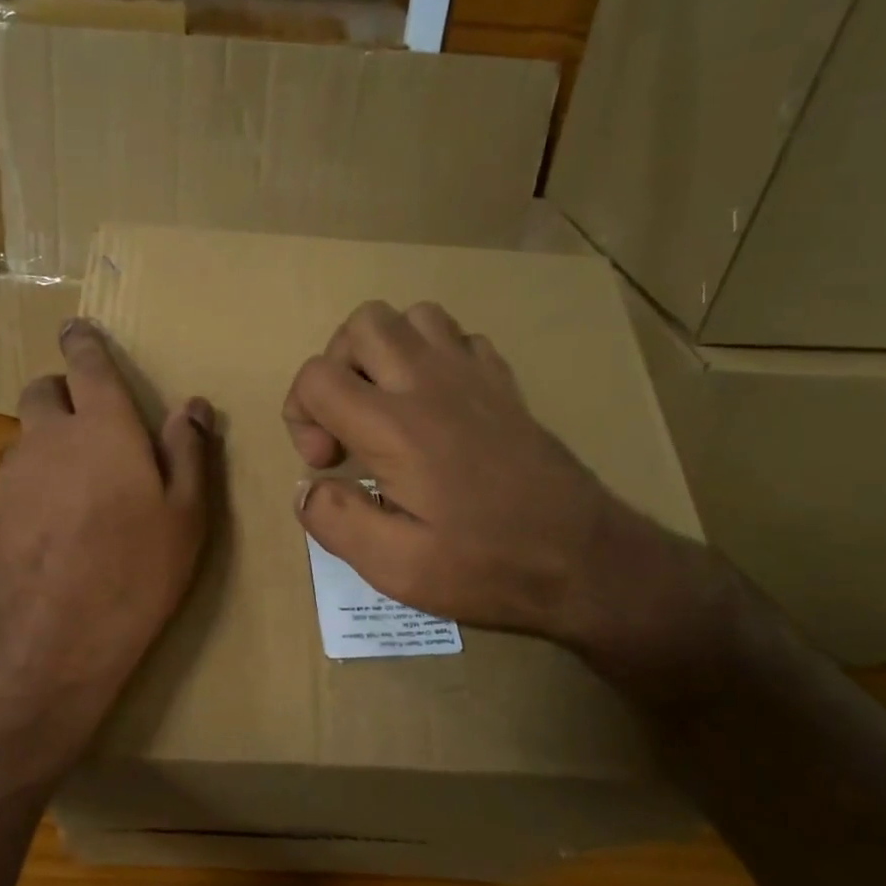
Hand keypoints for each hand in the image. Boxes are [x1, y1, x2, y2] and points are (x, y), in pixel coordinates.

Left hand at [0, 320, 212, 758]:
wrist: (47, 643)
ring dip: (43, 446)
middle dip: (59, 391)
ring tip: (69, 490)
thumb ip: (189, 452)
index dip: (84, 343)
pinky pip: (6, 486)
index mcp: (102, 430)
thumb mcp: (185, 517)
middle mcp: (47, 439)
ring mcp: (7, 478)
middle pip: (42, 392)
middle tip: (83, 421)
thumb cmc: (134, 574)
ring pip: (22, 440)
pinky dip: (25, 491)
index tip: (76, 329)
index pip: (88, 365)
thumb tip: (192, 404)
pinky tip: (44, 533)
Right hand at [283, 300, 728, 679]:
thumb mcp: (395, 567)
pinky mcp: (505, 385)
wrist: (585, 560)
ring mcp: (474, 376)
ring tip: (386, 405)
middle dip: (336, 367)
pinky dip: (432, 358)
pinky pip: (459, 338)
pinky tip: (436, 406)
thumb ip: (336, 521)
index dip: (301, 415)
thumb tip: (306, 490)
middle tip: (348, 424)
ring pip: (413, 317)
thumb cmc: (487, 566)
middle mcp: (430, 385)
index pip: (317, 376)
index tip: (327, 463)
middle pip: (363, 324)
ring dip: (384, 354)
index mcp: (395, 428)